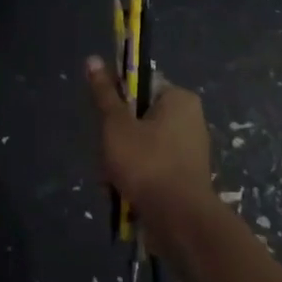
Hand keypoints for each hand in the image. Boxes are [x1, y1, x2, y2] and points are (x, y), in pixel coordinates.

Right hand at [84, 56, 210, 254]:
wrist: (180, 222)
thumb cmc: (147, 163)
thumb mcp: (116, 125)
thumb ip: (104, 94)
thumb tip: (92, 59)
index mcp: (179, 99)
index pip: (140, 87)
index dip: (117, 102)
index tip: (106, 122)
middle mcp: (189, 120)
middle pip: (137, 120)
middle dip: (116, 141)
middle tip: (106, 157)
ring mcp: (189, 152)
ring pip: (140, 148)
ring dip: (120, 164)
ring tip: (112, 182)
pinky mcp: (185, 179)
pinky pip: (152, 169)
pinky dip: (135, 180)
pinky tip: (122, 195)